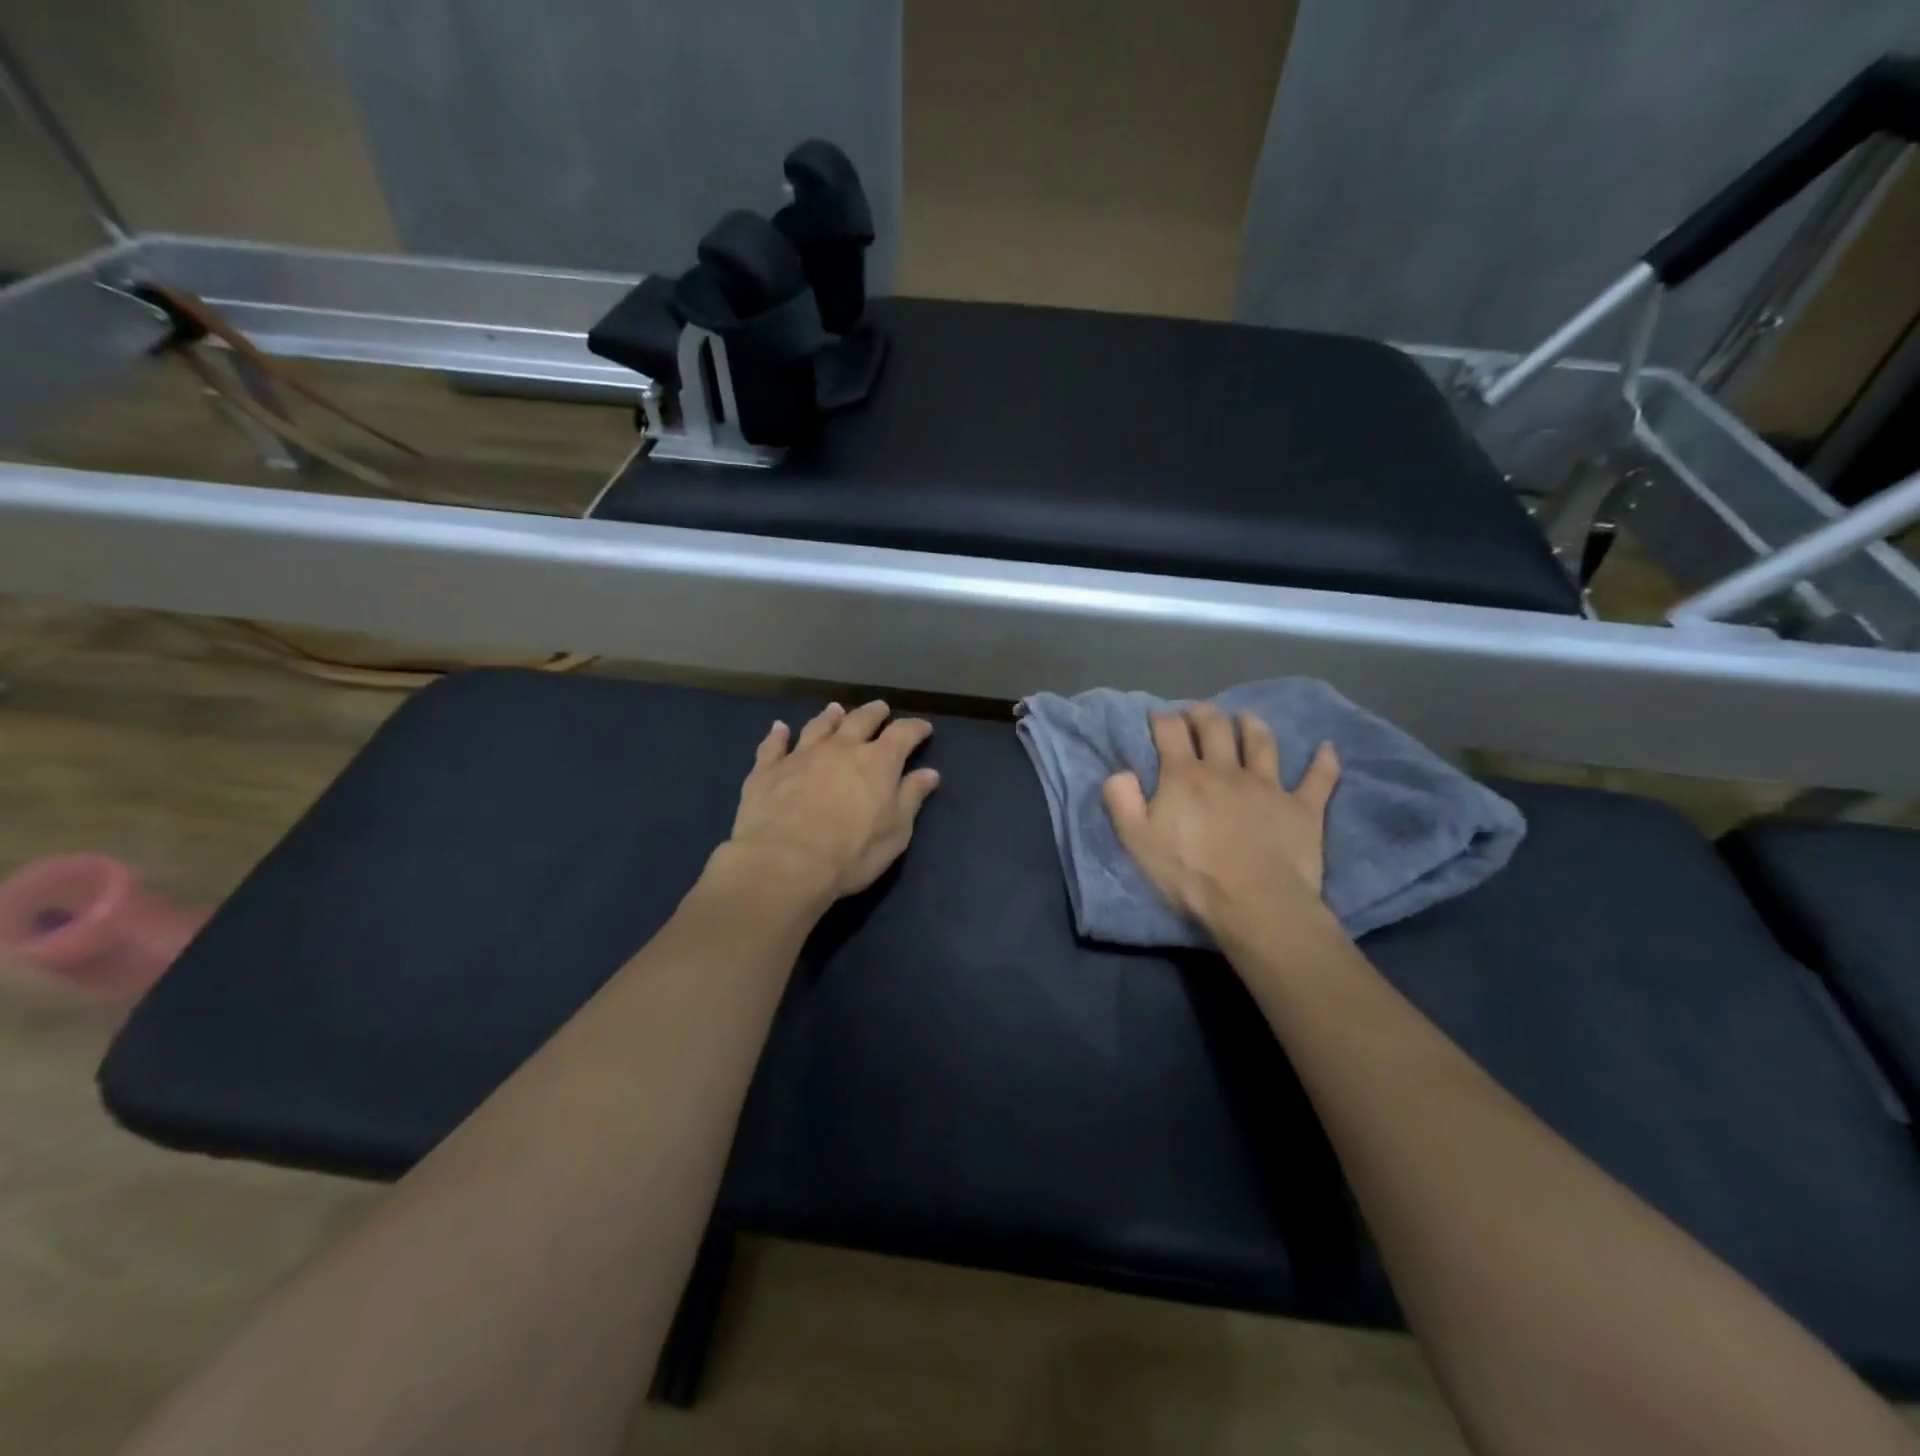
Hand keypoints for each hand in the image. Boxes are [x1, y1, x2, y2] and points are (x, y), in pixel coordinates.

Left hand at [720, 700, 940, 904]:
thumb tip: (929, 773)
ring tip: (836, 710)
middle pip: (860, 720)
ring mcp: (801, 755)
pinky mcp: (767, 769)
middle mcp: (840, 748)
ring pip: (819, 726)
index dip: (915, 728)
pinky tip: (779, 728)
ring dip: (830, 717)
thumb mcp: (895, 833)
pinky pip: (773, 745)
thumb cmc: (850, 853)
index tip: (923, 729)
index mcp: (878, 762)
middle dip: (874, 713)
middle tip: (880, 709)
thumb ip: (911, 798)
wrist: (783, 863)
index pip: (903, 734)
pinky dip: (778, 734)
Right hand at [1102, 703, 1340, 932]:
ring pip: (1262, 742)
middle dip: (1203, 713)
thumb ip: (1122, 801)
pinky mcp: (1302, 807)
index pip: (1170, 732)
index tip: (1157, 717)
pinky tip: (1326, 748)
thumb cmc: (1189, 874)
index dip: (1161, 719)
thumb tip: (1120, 771)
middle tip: (1197, 712)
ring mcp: (1268, 785)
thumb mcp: (1137, 841)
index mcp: (1184, 776)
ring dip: (1253, 725)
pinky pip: (1318, 778)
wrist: (1254, 902)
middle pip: (1215, 727)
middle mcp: (1226, 770)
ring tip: (1246, 718)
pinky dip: (1323, 761)